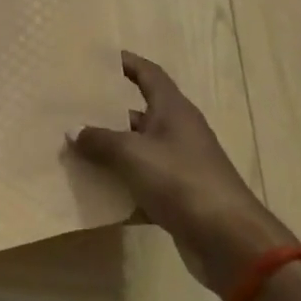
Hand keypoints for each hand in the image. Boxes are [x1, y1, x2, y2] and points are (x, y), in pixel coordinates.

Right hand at [69, 51, 293, 294]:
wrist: (229, 241)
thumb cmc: (182, 181)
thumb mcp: (133, 154)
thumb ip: (99, 140)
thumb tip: (73, 130)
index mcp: (173, 110)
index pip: (149, 74)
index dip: (126, 63)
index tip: (98, 58)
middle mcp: (178, 132)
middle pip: (139, 112)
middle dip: (107, 110)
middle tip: (72, 106)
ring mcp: (179, 166)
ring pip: (137, 149)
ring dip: (109, 149)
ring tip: (73, 146)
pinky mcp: (178, 196)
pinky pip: (141, 182)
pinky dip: (120, 184)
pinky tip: (92, 188)